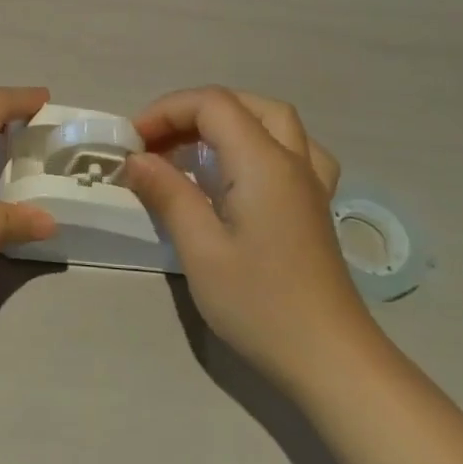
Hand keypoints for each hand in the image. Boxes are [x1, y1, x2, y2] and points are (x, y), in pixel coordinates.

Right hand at [124, 87, 369, 377]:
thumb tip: (135, 159)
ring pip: (273, 120)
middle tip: (157, 143)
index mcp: (263, 163)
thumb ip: (168, 194)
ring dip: (228, 119)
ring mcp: (310, 183)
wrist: (330, 359)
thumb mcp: (201, 250)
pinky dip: (259, 142)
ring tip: (193, 148)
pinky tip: (244, 170)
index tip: (132, 143)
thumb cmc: (260, 304)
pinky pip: (293, 149)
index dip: (166, 111)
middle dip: (193, 112)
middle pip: (243, 104)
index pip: (212, 104)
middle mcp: (292, 160)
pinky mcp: (314, 207)